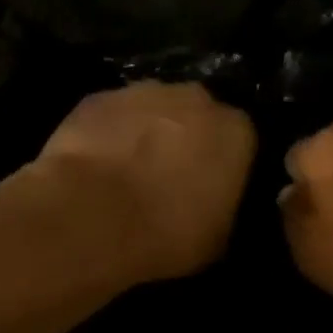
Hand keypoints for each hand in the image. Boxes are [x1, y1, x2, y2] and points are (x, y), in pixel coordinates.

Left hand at [36, 81, 256, 282]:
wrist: (91, 217)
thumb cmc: (166, 234)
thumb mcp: (217, 240)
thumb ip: (223, 209)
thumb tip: (215, 207)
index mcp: (236, 132)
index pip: (241, 141)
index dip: (224, 165)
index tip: (210, 188)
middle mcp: (195, 99)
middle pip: (197, 116)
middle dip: (187, 140)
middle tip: (170, 178)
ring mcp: (143, 92)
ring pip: (153, 110)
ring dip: (146, 134)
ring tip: (129, 172)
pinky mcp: (97, 98)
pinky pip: (112, 116)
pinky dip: (108, 134)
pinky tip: (96, 165)